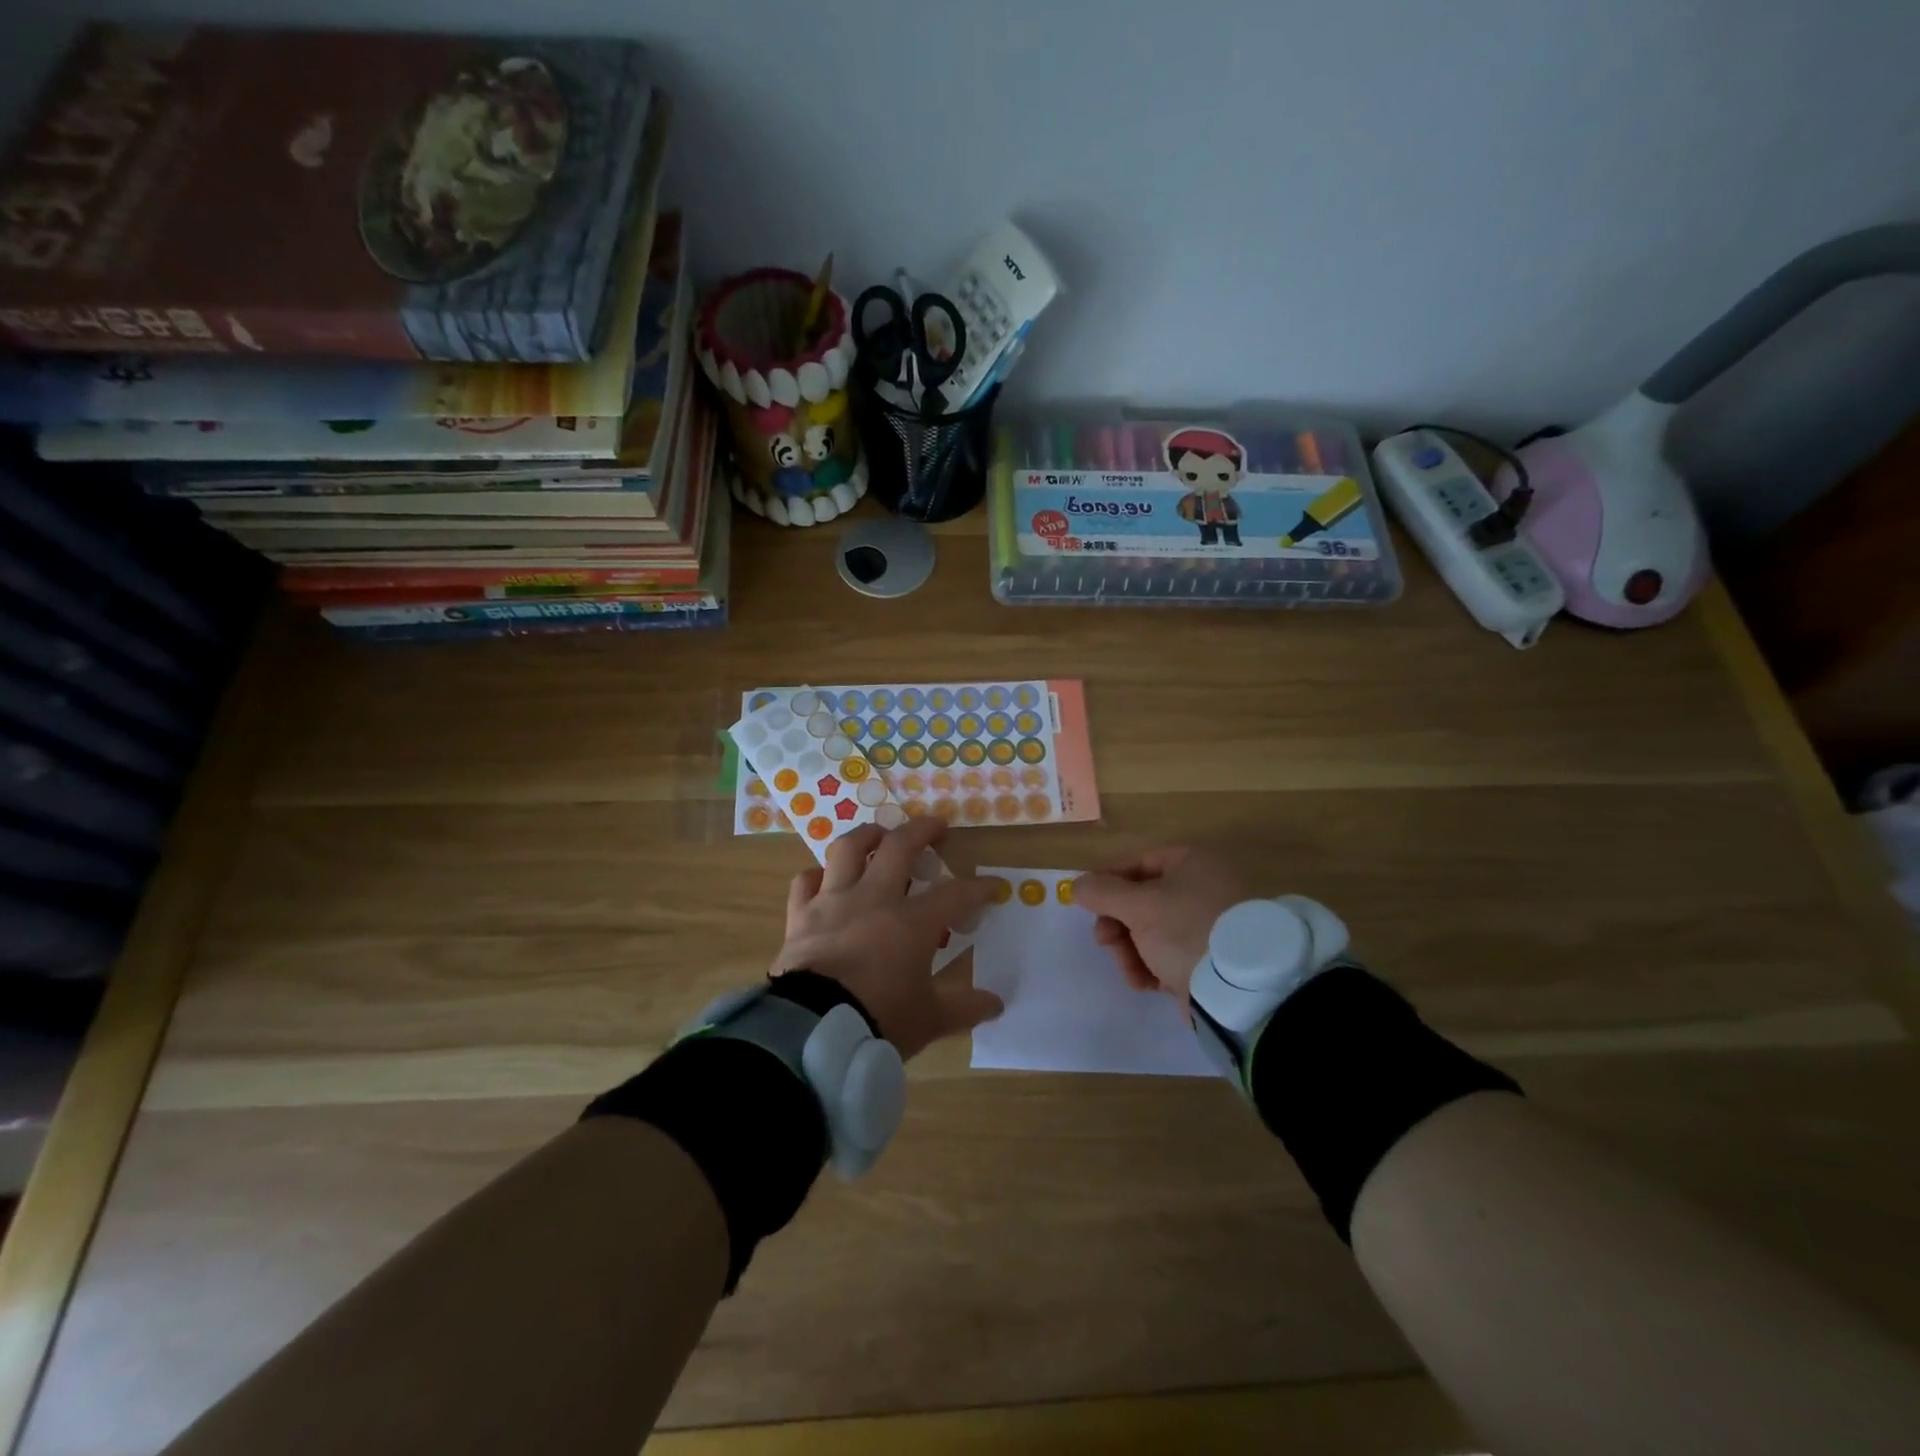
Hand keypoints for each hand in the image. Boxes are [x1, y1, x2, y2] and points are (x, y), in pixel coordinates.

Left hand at [773, 816, 1002, 1059]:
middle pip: (900, 846)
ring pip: (849, 849)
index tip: (993, 885)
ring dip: (868, 835)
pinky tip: (825, 878)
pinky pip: (806, 882)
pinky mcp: (801, 916)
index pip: (955, 894)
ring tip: (880, 834)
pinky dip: (817, 876)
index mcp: (912, 922)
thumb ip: (964, 1008)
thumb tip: (996, 1004)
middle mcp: (874, 899)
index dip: (979, 887)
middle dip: (923, 830)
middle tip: (937, 826)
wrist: (813, 1032)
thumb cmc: (879, 1020)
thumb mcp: (929, 1020)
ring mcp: (834, 902)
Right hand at [1072, 847, 1246, 1008]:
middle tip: (1105, 942)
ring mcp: (1207, 924)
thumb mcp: (1138, 906)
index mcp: (1190, 863)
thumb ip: (1101, 892)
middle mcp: (1201, 887)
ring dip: (1131, 952)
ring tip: (1132, 972)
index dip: (1109, 885)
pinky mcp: (1208, 959)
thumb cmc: (1186, 930)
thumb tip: (1076, 884)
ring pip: (1151, 932)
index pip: (1137, 865)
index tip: (1089, 907)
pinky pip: (1169, 955)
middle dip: (1118, 926)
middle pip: (1141, 902)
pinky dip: (1153, 967)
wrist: (1240, 988)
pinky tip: (1147, 983)